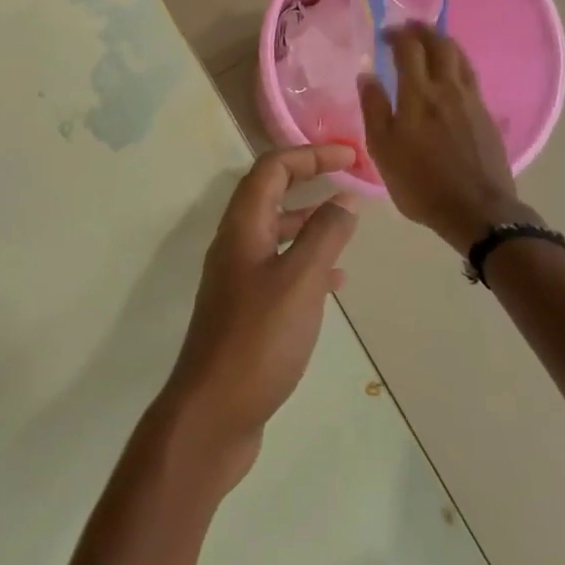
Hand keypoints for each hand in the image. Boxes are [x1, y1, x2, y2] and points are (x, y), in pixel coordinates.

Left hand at [160, 146, 359, 490]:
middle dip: (308, 180)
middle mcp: (234, 244)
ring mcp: (237, 278)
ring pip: (275, 232)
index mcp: (241, 227)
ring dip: (309, 220)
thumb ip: (323, 237)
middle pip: (270, 194)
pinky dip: (306, 260)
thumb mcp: (299, 282)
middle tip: (351, 181)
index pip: (270, 169)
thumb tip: (343, 199)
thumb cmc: (258, 341)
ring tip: (348, 224)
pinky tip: (335, 278)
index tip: (350, 155)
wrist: (214, 410)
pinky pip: (278, 267)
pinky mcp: (245, 309)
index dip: (308, 154)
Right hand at [358, 26, 536, 253]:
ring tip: (431, 42)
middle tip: (408, 29)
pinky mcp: (487, 114)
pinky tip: (450, 73)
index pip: (409, 49)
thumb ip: (374, 108)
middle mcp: (448, 89)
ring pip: (460, 57)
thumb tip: (366, 75)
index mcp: (418, 94)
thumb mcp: (383, 149)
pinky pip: (470, 76)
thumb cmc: (420, 182)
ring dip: (444, 43)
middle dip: (423, 31)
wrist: (478, 211)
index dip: (397, 35)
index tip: (385, 33)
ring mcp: (472, 100)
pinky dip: (457, 63)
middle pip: (440, 45)